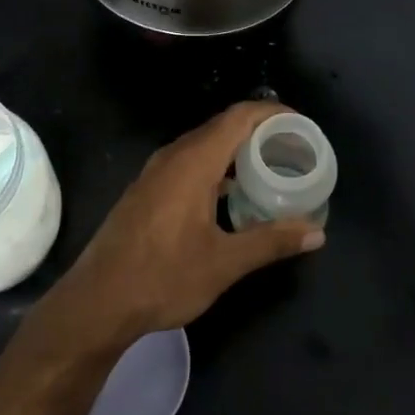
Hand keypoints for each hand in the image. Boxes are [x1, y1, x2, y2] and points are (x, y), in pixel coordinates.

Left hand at [36, 102, 323, 354]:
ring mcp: (156, 172)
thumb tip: (317, 232)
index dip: (273, 113)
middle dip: (260, 131)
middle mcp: (173, 156)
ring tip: (270, 168)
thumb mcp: (224, 263)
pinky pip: (190, 162)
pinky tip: (232, 193)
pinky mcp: (148, 189)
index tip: (302, 126)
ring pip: (204, 145)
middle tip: (294, 149)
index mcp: (194, 162)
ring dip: (237, 150)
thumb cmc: (163, 277)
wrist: (97, 301)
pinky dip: (217, 166)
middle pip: (223, 126)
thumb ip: (271, 242)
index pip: (239, 117)